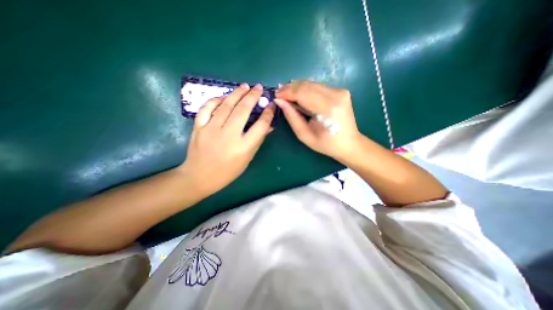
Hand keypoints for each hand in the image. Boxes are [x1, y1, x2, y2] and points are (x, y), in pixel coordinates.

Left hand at [181, 83, 274, 195]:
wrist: (200, 176)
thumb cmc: (228, 171)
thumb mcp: (247, 158)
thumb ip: (258, 140)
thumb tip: (268, 126)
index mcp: (243, 147)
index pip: (261, 125)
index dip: (268, 113)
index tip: (271, 105)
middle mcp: (229, 135)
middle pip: (243, 110)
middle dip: (253, 96)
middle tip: (258, 88)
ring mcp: (212, 129)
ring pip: (226, 105)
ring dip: (237, 93)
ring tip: (245, 86)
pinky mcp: (199, 127)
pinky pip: (207, 108)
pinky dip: (216, 100)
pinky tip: (224, 97)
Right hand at [273, 80, 360, 161]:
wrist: (349, 143)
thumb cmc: (326, 144)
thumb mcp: (304, 135)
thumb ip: (292, 117)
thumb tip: (279, 101)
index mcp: (327, 109)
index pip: (303, 93)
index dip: (287, 92)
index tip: (276, 95)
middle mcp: (335, 95)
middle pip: (307, 85)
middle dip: (290, 88)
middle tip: (279, 93)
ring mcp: (340, 91)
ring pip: (312, 83)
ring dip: (297, 88)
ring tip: (286, 94)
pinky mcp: (341, 91)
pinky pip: (318, 86)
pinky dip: (306, 89)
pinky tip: (299, 95)